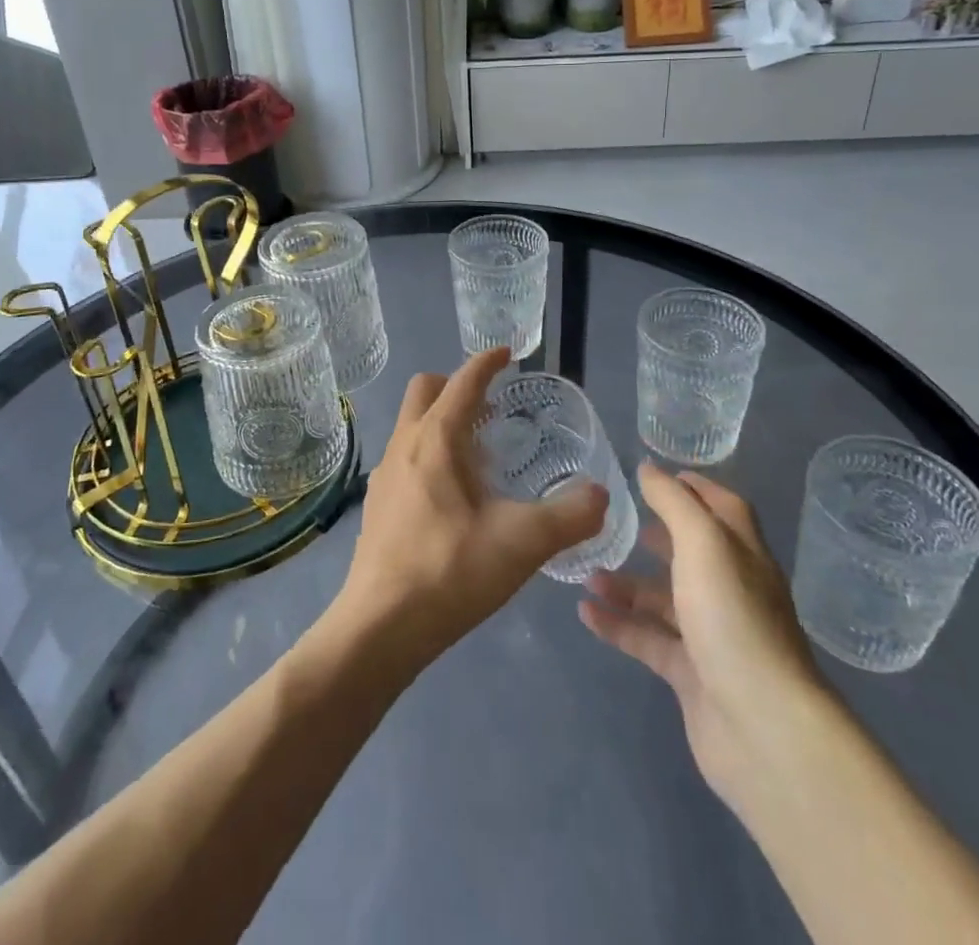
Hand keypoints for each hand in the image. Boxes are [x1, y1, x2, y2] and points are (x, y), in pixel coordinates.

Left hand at [329, 347, 608, 672]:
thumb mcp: (522, 542)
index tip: (507, 353)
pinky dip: (430, 452)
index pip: (462, 382)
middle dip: (457, 385)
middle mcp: (403, 444)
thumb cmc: (450, 571)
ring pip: (412, 424)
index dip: (486, 362)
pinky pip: (405, 456)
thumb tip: (601, 494)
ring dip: (443, 421)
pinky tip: (454, 496)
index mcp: (435, 438)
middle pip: (425, 390)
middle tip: (493, 406)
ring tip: (480, 453)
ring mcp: (384, 474)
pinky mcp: (377, 504)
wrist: (380, 627)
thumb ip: (570, 516)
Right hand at [579, 464, 825, 812]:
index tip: (658, 474)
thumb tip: (648, 467)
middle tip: (618, 521)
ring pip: (664, 600)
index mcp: (743, 555)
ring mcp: (712, 636)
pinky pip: (648, 640)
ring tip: (586, 572)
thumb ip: (673, 502)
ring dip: (627, 584)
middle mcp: (731, 591)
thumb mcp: (703, 543)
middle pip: (692, 554)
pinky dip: (618, 625)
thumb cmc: (732, 617)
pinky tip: (585, 613)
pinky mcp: (691, 675)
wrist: (762, 728)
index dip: (696, 488)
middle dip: (658, 536)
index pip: (724, 509)